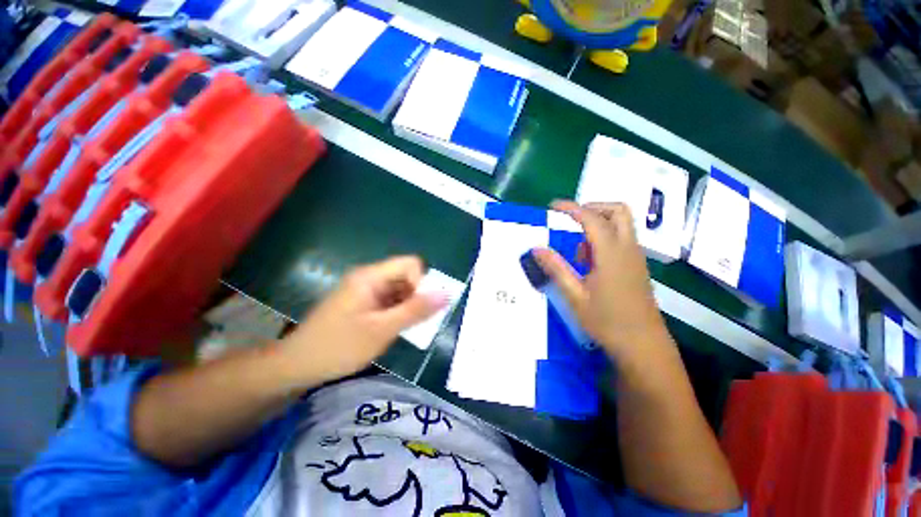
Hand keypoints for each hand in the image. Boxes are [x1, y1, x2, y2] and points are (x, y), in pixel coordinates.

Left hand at [277, 256, 446, 387]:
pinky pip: (389, 299)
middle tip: (409, 323)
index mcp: (371, 276)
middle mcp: (369, 277)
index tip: (417, 308)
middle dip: (415, 297)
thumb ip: (415, 311)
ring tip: (398, 329)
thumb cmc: (338, 347)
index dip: (421, 283)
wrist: (297, 365)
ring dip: (407, 306)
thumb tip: (446, 294)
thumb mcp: (382, 330)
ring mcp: (365, 290)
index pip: (410, 264)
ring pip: (399, 289)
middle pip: (406, 276)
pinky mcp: (363, 302)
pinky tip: (389, 330)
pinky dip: (397, 312)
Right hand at [533, 201, 671, 362]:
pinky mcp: (637, 267)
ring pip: (621, 225)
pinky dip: (605, 239)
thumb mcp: (575, 296)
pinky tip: (591, 263)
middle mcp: (627, 249)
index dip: (571, 208)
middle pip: (618, 211)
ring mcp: (636, 257)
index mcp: (611, 254)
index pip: (592, 218)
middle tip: (571, 220)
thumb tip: (537, 248)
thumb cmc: (607, 322)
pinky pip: (622, 240)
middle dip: (593, 208)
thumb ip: (556, 269)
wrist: (644, 346)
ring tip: (578, 252)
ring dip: (599, 225)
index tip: (553, 206)